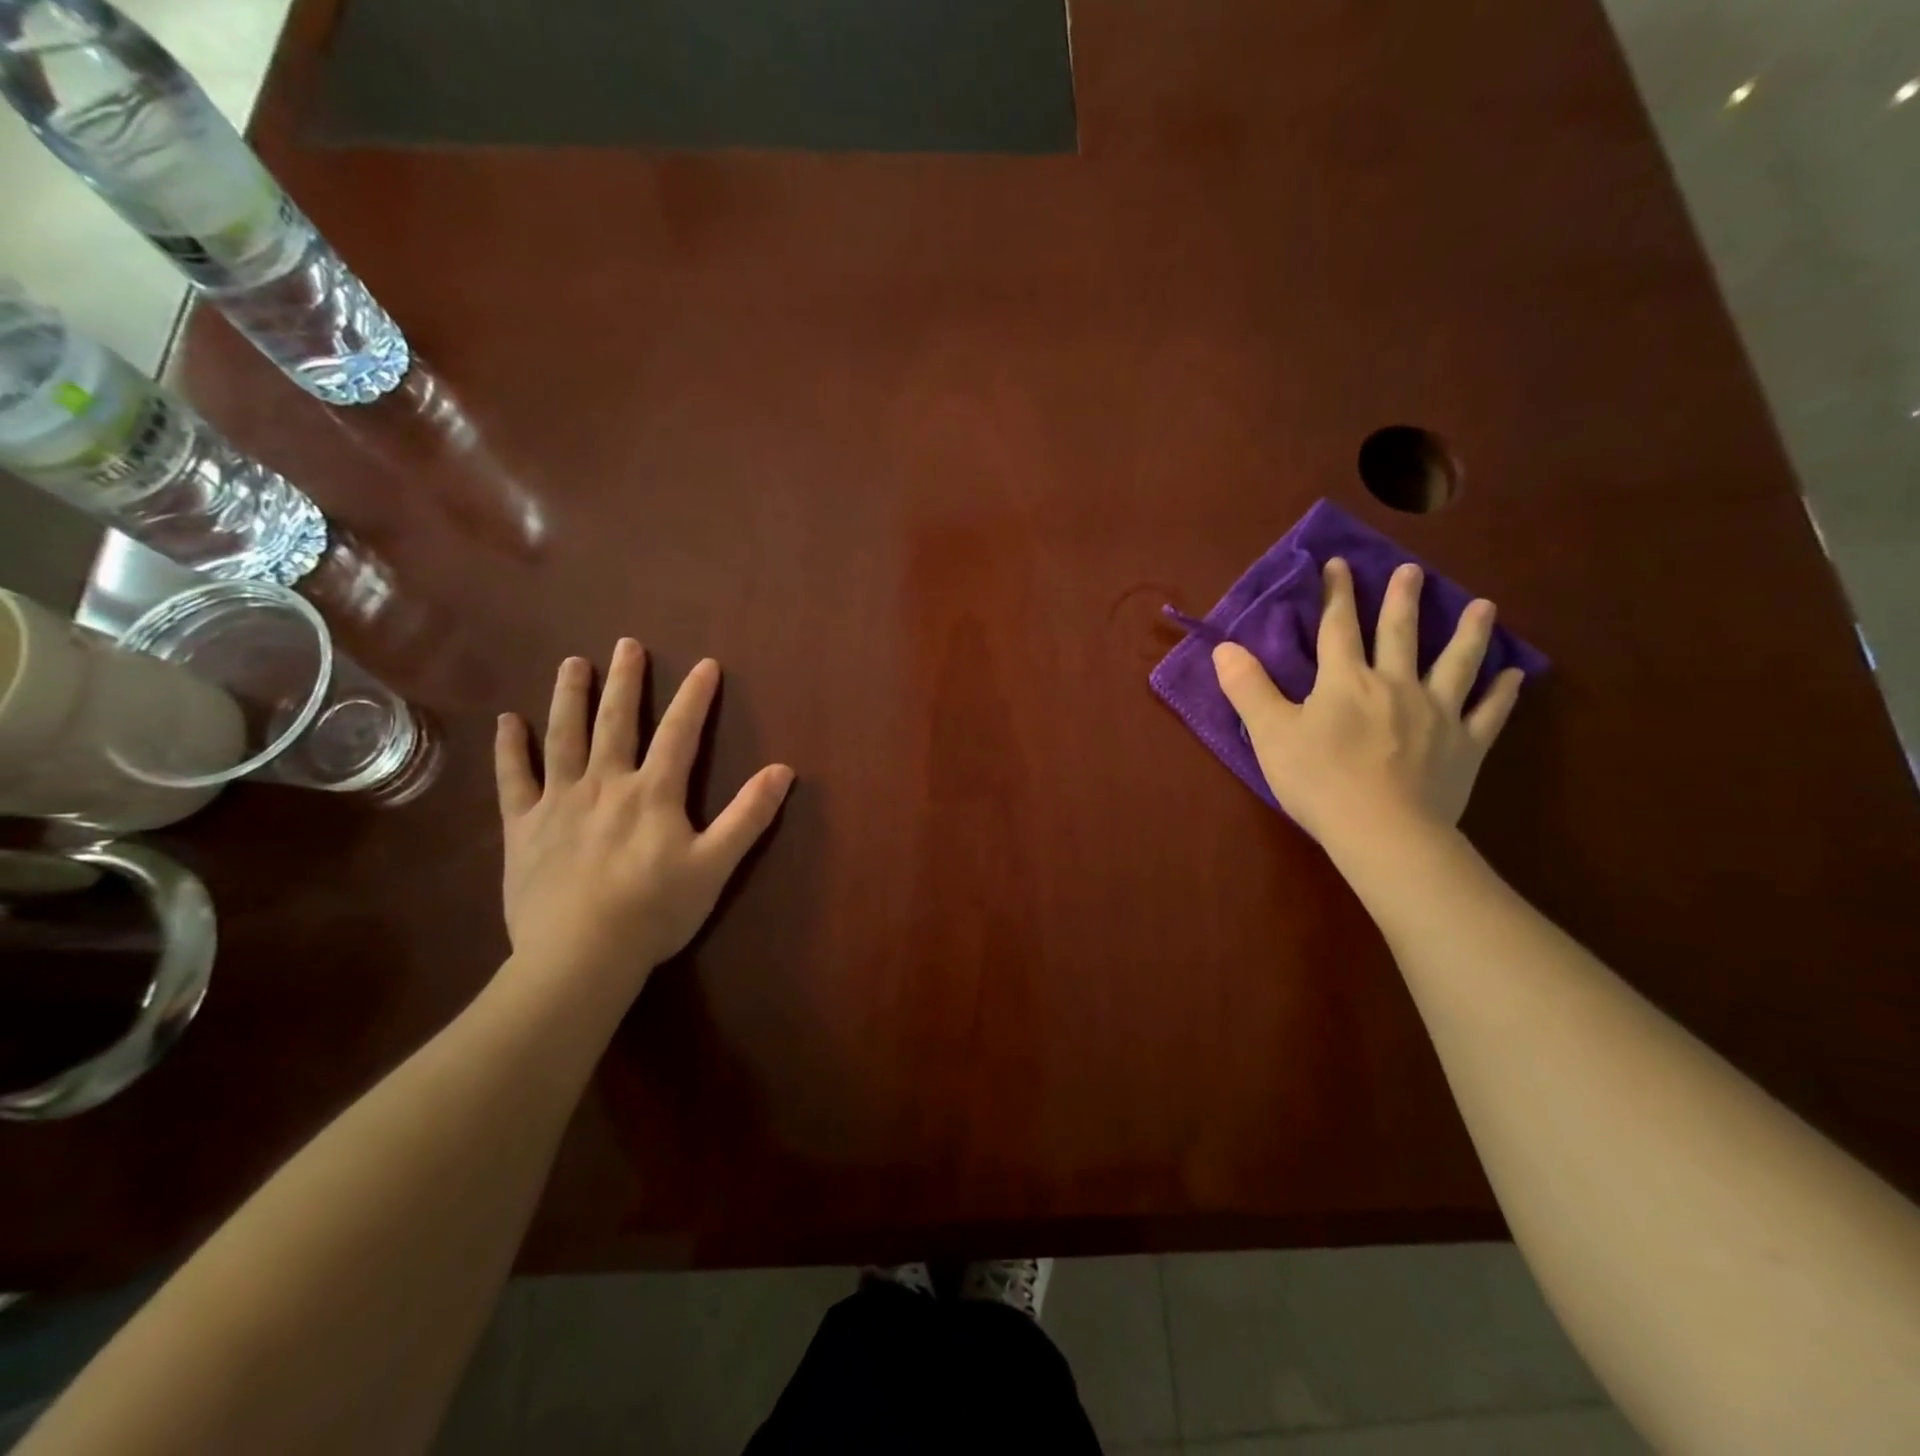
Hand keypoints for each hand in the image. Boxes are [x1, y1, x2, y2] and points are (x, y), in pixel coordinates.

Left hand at [494, 639, 793, 989]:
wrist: (580, 956)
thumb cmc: (655, 911)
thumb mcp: (715, 865)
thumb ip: (748, 816)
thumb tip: (784, 770)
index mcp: (653, 792)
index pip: (679, 733)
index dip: (695, 697)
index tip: (705, 664)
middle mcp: (605, 783)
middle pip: (616, 722)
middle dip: (625, 681)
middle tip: (626, 644)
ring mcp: (559, 802)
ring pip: (564, 738)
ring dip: (570, 697)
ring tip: (573, 663)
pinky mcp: (523, 828)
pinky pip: (513, 780)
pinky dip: (510, 749)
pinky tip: (508, 721)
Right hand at [1211, 558, 1522, 845]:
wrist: (1383, 831)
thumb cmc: (1319, 780)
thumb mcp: (1270, 734)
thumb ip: (1248, 688)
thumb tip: (1224, 647)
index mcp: (1345, 681)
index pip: (1337, 628)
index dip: (1336, 594)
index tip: (1338, 563)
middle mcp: (1395, 685)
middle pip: (1400, 634)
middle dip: (1403, 599)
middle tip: (1412, 570)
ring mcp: (1437, 713)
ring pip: (1456, 663)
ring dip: (1470, 632)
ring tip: (1484, 605)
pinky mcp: (1465, 745)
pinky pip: (1488, 713)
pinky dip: (1502, 692)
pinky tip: (1515, 675)